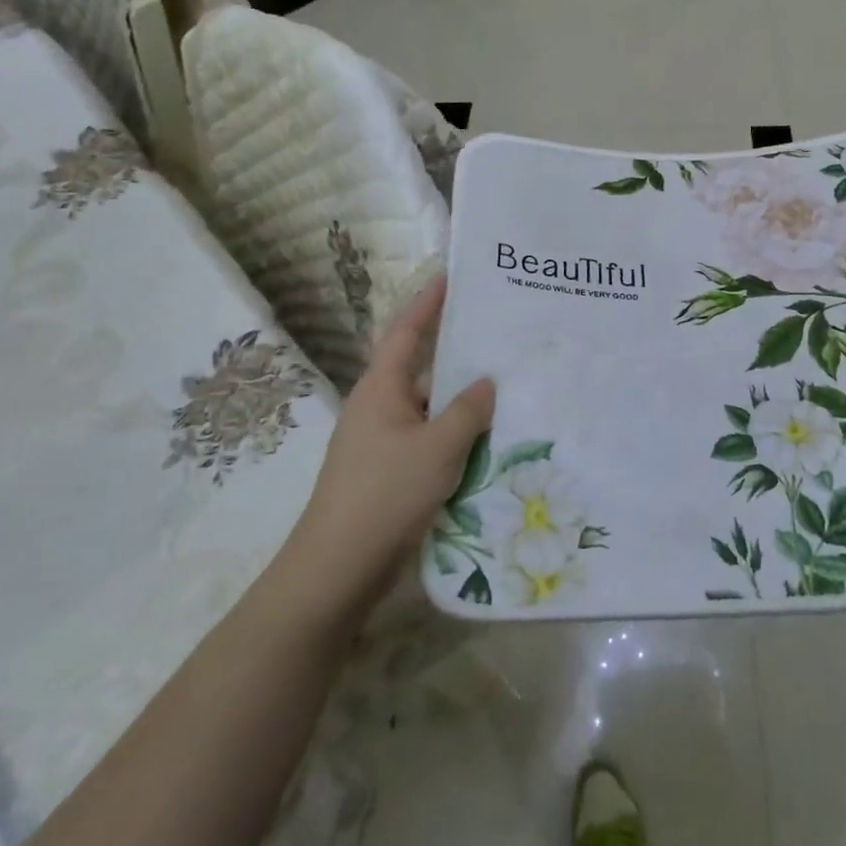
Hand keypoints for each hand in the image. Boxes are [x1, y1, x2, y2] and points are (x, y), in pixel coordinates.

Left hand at [281, 278, 494, 616]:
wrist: (338, 568)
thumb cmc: (385, 494)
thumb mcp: (438, 448)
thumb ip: (467, 411)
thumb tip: (486, 382)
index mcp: (381, 389)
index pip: (405, 331)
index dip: (428, 302)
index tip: (451, 276)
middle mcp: (378, 407)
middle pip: (421, 369)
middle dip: (457, 354)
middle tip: (499, 338)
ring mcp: (382, 442)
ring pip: (429, 409)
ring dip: (461, 403)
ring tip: (507, 390)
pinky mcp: (389, 472)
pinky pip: (429, 440)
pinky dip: (455, 436)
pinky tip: (488, 443)